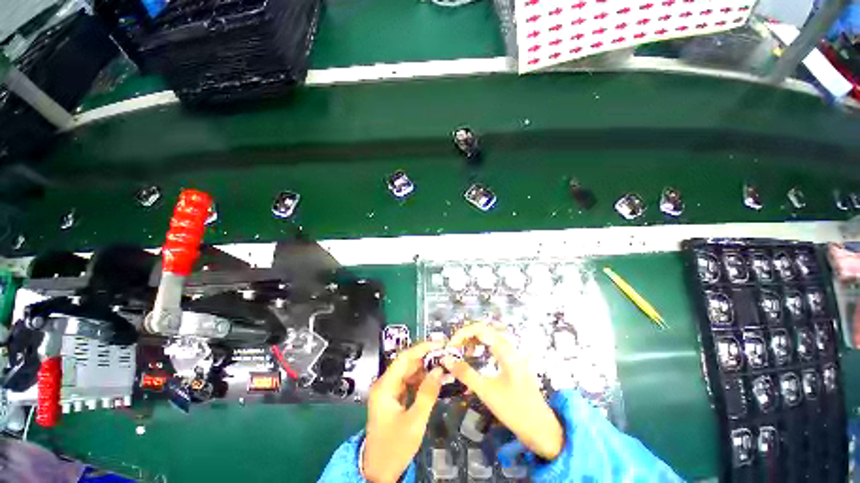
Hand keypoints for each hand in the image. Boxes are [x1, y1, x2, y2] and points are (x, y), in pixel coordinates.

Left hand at [363, 341, 444, 482]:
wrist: (379, 472)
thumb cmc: (394, 447)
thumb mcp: (414, 421)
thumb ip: (427, 393)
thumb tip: (439, 369)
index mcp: (385, 386)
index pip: (404, 358)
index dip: (422, 348)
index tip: (439, 344)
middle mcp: (385, 384)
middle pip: (407, 364)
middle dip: (426, 359)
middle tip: (446, 357)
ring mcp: (389, 392)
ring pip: (409, 373)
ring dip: (426, 370)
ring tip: (444, 368)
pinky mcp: (394, 399)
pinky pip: (409, 384)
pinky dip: (422, 382)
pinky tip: (435, 382)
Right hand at [443, 323, 563, 460]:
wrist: (542, 429)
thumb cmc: (514, 409)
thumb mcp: (486, 391)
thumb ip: (465, 373)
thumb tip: (446, 359)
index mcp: (505, 350)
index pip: (480, 329)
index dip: (462, 333)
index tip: (450, 346)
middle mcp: (509, 347)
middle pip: (484, 330)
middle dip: (466, 335)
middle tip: (453, 348)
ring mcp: (512, 354)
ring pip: (488, 337)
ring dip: (473, 340)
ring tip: (461, 351)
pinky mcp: (512, 362)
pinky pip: (493, 346)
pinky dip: (481, 347)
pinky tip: (474, 357)